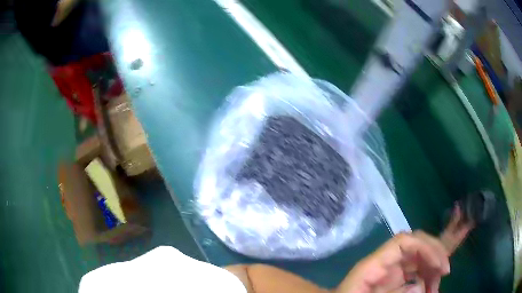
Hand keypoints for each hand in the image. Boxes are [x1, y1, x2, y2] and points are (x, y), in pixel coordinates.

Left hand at [335, 231, 450, 292]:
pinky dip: (426, 279)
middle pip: (416, 246)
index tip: (440, 265)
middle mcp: (386, 262)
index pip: (404, 241)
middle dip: (435, 255)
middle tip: (445, 273)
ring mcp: (391, 270)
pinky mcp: (395, 280)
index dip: (426, 247)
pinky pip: (416, 273)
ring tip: (435, 290)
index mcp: (374, 264)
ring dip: (433, 270)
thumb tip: (420, 287)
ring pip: (420, 259)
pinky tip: (430, 290)